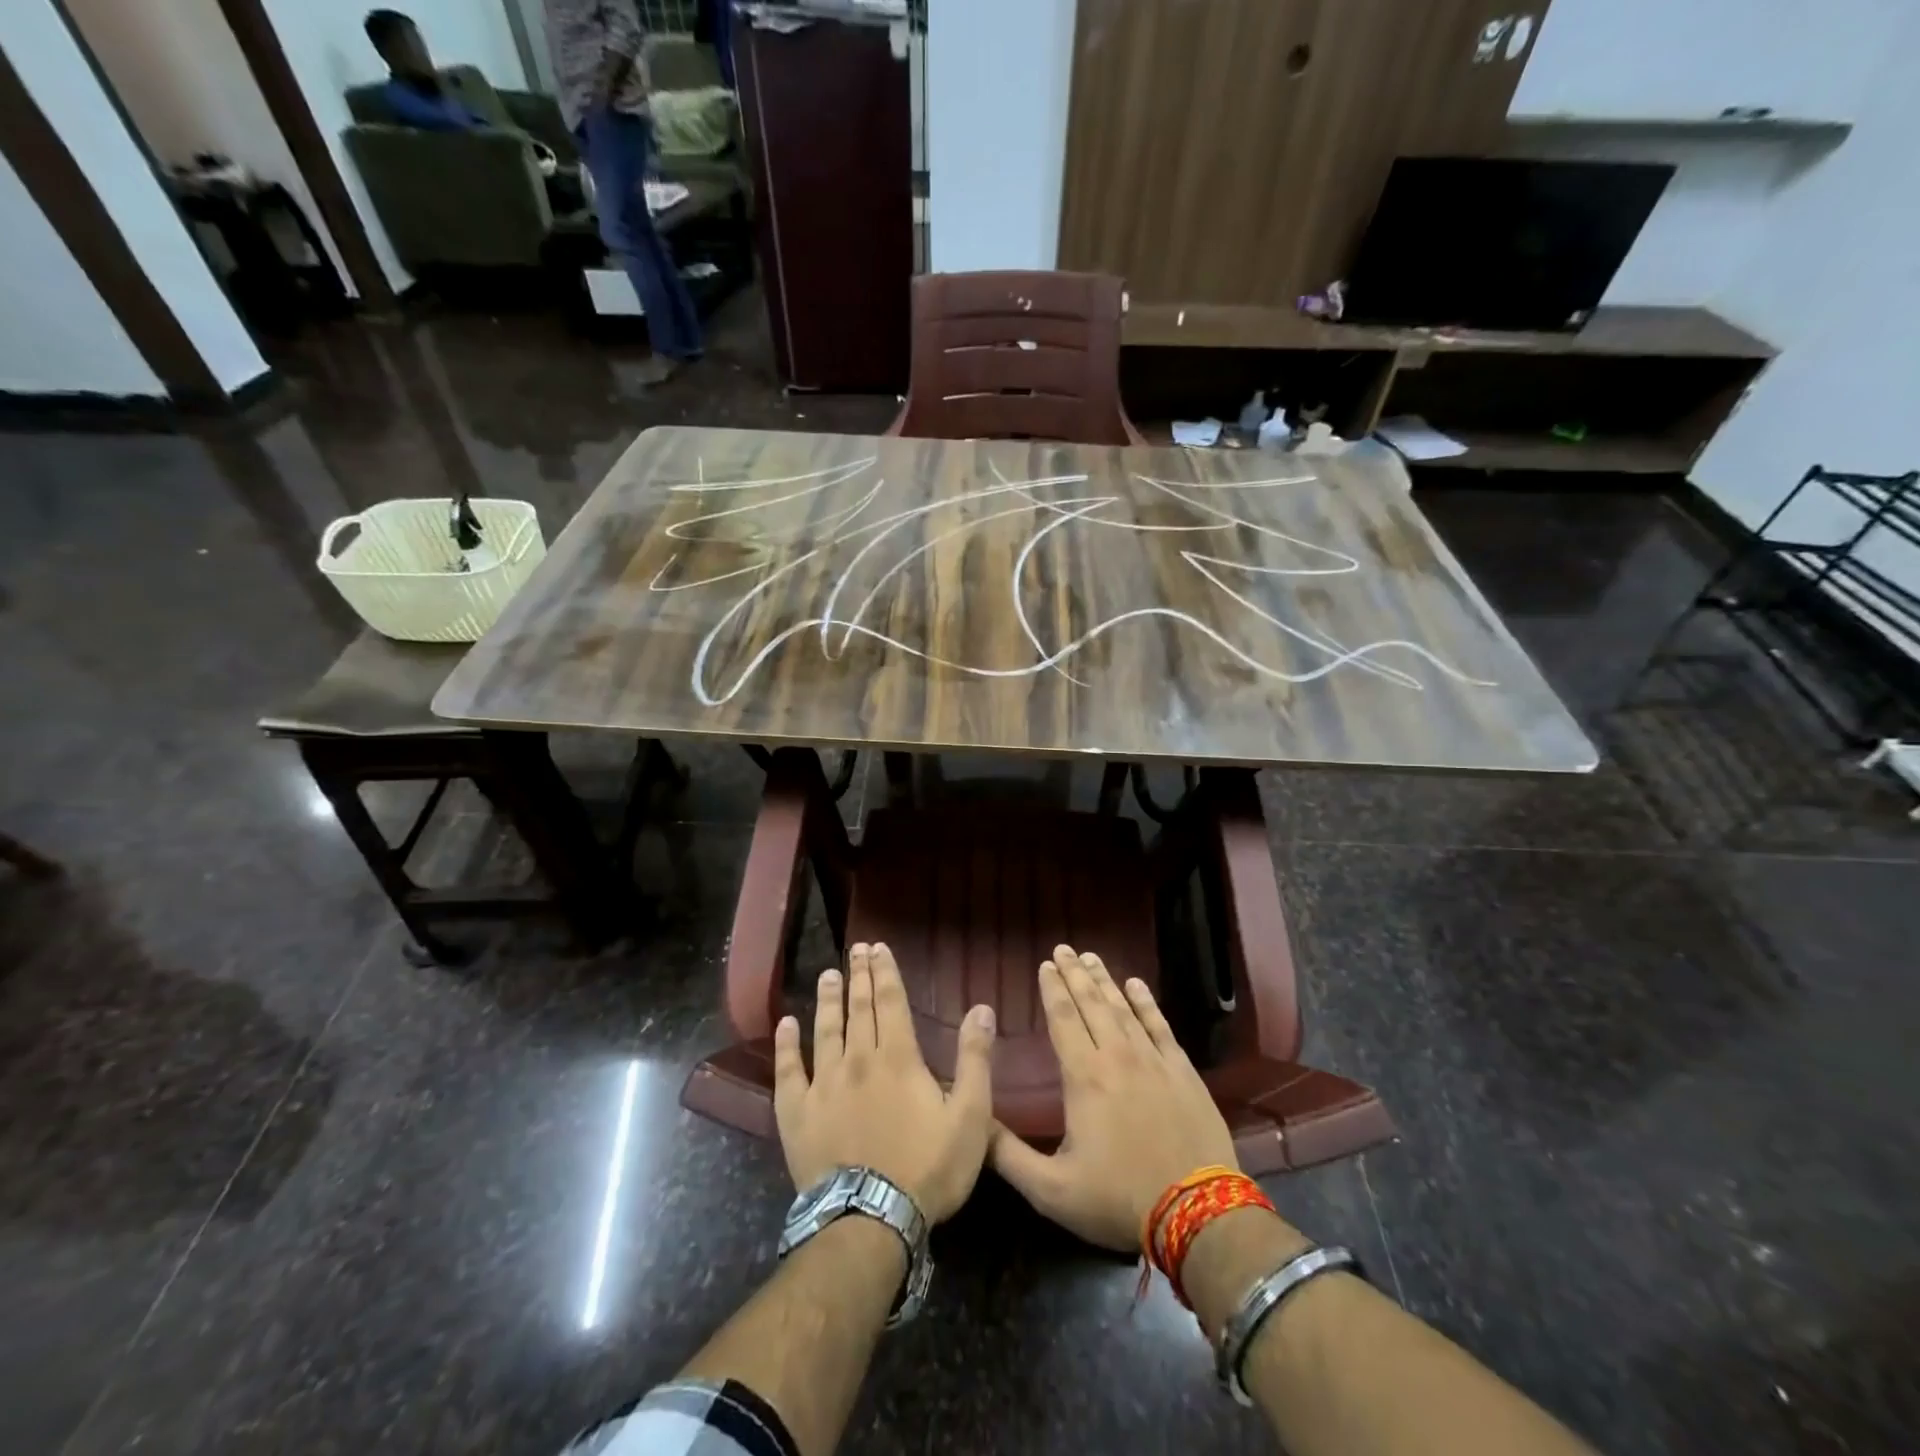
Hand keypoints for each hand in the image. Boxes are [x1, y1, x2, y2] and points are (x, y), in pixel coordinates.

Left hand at [773, 942, 995, 1222]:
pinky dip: (786, 1045)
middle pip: (858, 1008)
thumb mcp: (970, 1116)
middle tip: (855, 949)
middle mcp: (858, 1059)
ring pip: (825, 1029)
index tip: (877, 947)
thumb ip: (975, 1059)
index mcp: (898, 1057)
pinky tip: (785, 1024)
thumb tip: (981, 1008)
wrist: (870, 1220)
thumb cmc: (928, 1168)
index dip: (885, 972)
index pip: (890, 1001)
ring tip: (828, 974)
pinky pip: (788, 1070)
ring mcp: (823, 1084)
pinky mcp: (797, 1112)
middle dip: (859, 976)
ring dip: (828, 1000)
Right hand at [990, 945, 1238, 1251]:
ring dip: (1105, 981)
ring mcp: (1154, 1060)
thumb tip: (974, 1120)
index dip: (1052, 989)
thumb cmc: (1118, 1199)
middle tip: (1064, 949)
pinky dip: (1146, 1003)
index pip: (1063, 1019)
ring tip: (1091, 958)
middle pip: (1092, 1004)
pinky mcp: (1183, 1071)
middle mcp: (1117, 1056)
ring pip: (1123, 1008)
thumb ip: (1007, 1154)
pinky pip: (1160, 1025)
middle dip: (1074, 974)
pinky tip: (1137, 985)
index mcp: (1083, 1076)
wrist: (1198, 1214)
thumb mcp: (1051, 1189)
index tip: (1045, 964)